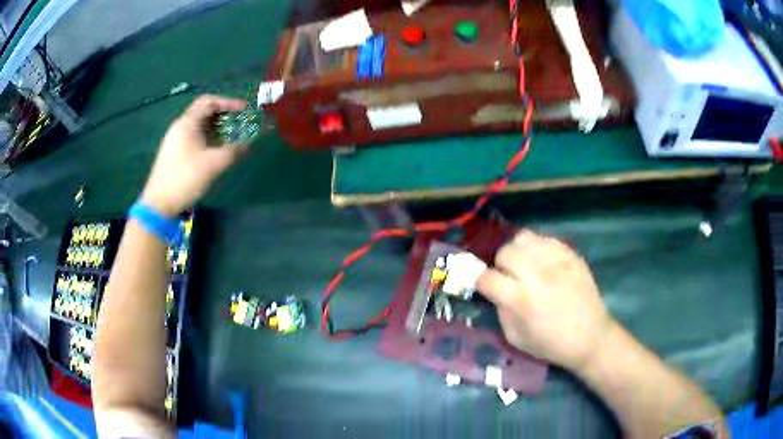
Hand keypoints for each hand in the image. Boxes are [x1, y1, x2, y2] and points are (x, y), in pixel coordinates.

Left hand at [141, 95, 247, 215]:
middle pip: (205, 112)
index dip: (228, 102)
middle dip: (225, 115)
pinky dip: (210, 139)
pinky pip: (196, 138)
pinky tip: (218, 150)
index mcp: (187, 123)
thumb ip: (234, 150)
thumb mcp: (213, 164)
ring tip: (234, 137)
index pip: (209, 101)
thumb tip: (251, 141)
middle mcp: (181, 127)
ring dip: (218, 129)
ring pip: (200, 127)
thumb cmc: (185, 179)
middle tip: (241, 123)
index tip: (244, 110)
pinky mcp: (176, 153)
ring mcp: (176, 141)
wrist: (159, 204)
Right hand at [476, 230, 614, 371]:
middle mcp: (536, 274)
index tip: (482, 284)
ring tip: (524, 265)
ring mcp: (555, 260)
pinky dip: (537, 248)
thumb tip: (494, 290)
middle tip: (508, 277)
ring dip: (518, 252)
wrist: (590, 336)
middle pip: (505, 252)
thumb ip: (501, 310)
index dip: (479, 280)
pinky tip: (542, 263)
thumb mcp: (515, 338)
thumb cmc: (551, 344)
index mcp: (520, 299)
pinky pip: (544, 239)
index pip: (486, 277)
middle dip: (500, 264)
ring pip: (523, 238)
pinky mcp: (570, 254)